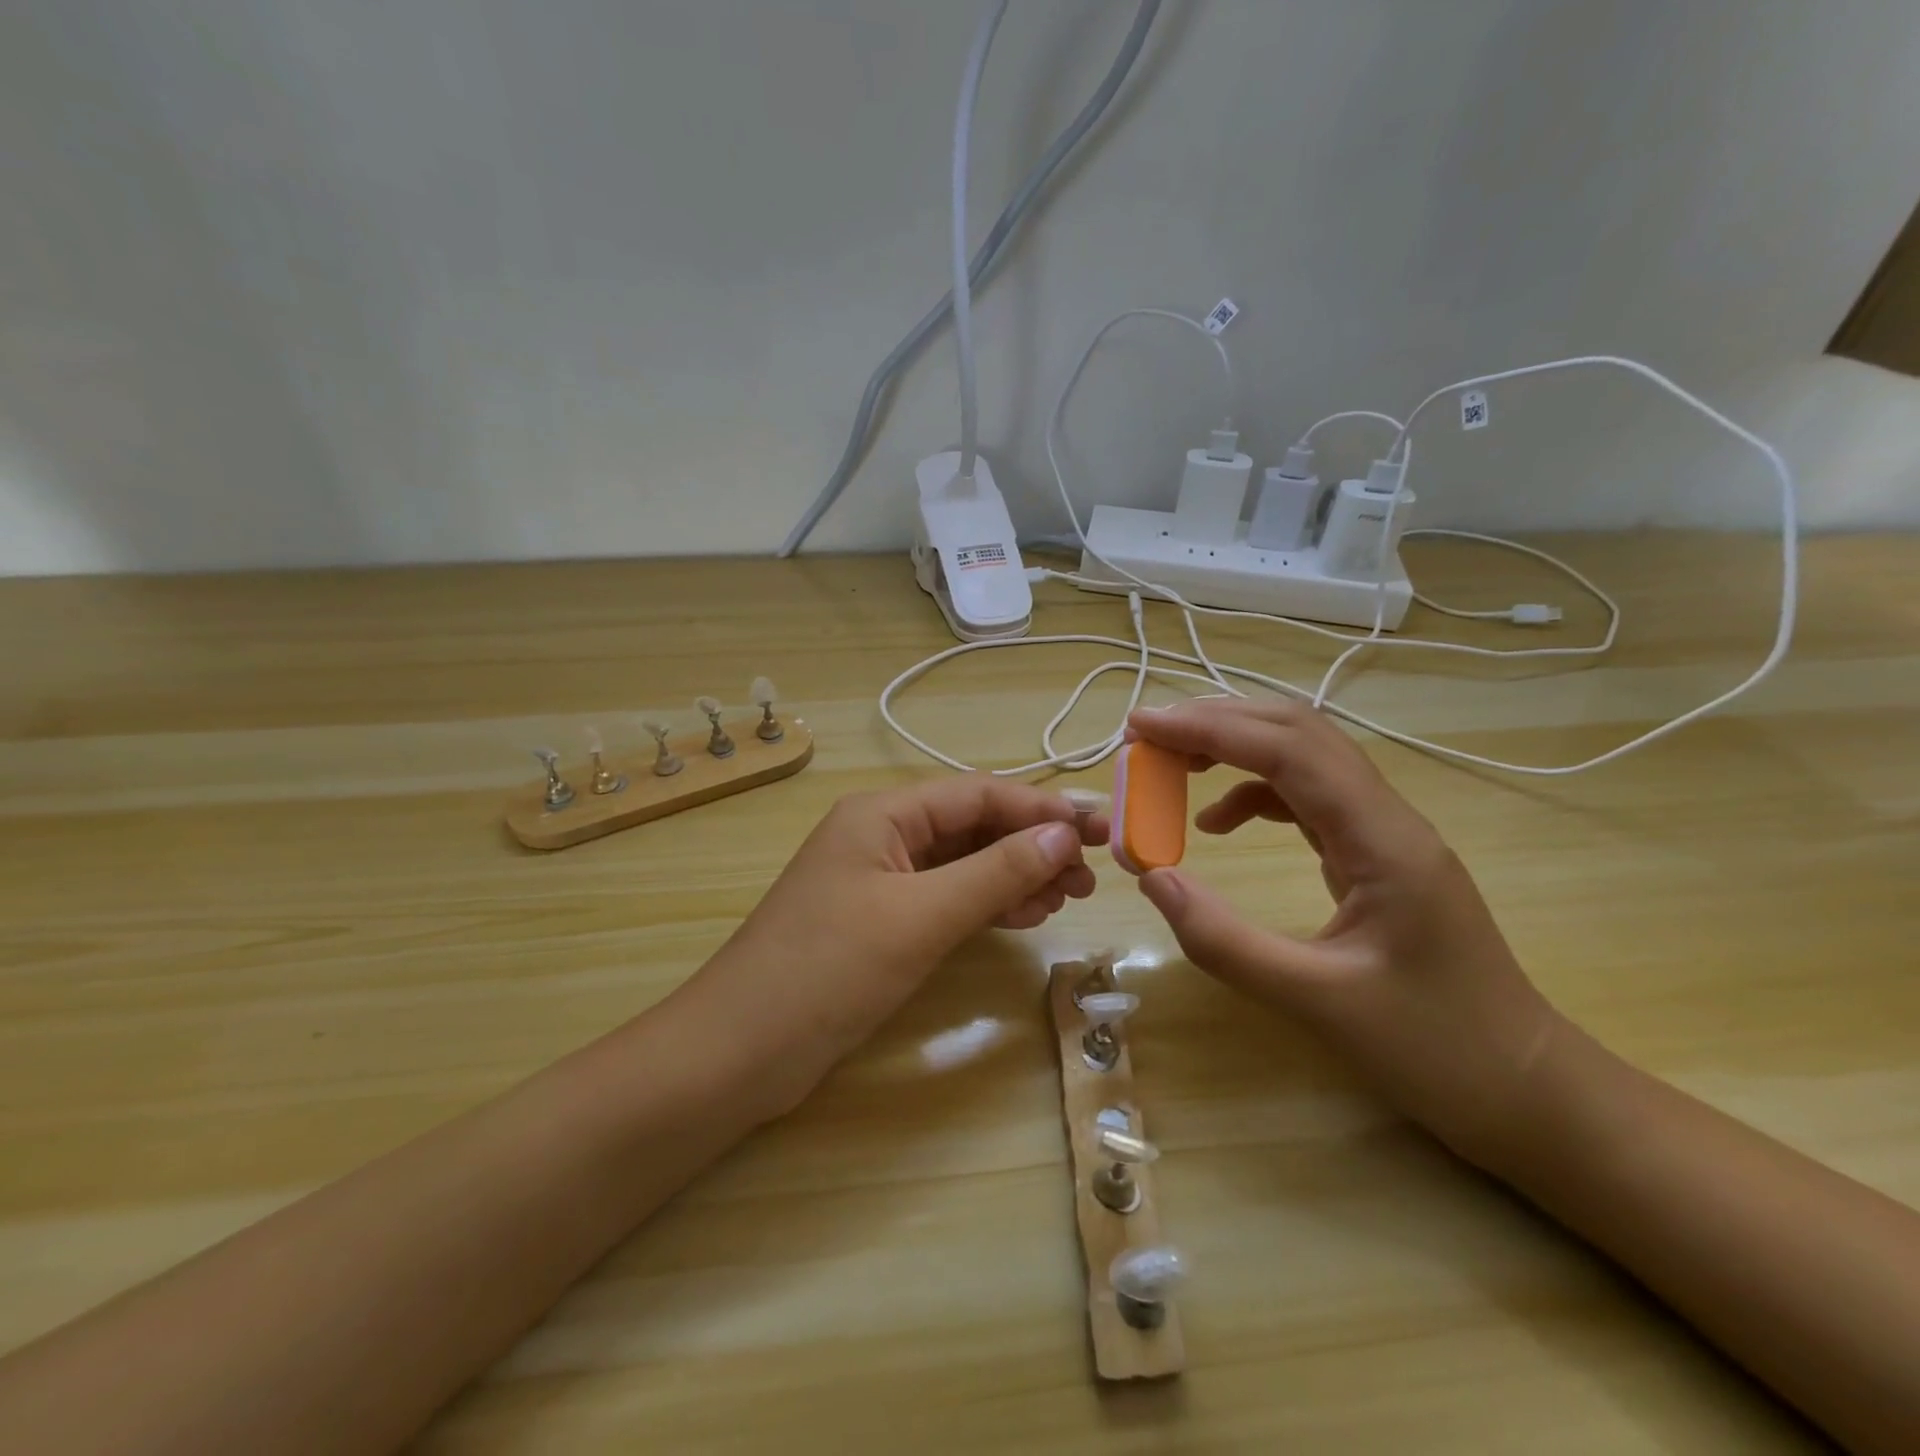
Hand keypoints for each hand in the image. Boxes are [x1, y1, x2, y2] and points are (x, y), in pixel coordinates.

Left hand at [676, 777, 1108, 1118]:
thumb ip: (996, 872)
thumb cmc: (829, 970)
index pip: (978, 794)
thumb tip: (1063, 835)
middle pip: (972, 826)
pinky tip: (1021, 916)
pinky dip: (985, 904)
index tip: (1100, 828)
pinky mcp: (879, 921)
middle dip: (1032, 844)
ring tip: (1067, 897)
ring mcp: (878, 879)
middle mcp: (881, 835)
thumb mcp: (921, 916)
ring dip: (1014, 875)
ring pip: (962, 863)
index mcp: (882, 814)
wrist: (740, 1051)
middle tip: (1089, 875)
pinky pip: (945, 897)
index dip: (1042, 807)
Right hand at [1127, 698, 1560, 1166]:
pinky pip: (1306, 798)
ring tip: (1172, 764)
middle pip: (1298, 733)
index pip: (1288, 751)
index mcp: (1383, 841)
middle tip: (1147, 735)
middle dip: (1218, 722)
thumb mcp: (1317, 1003)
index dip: (1210, 729)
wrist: (1527, 1090)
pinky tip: (1219, 821)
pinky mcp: (1374, 855)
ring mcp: (1384, 834)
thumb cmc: (1436, 1050)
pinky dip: (1253, 792)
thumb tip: (1151, 877)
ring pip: (1303, 758)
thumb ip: (1225, 941)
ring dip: (1235, 747)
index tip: (1142, 727)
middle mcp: (1386, 818)